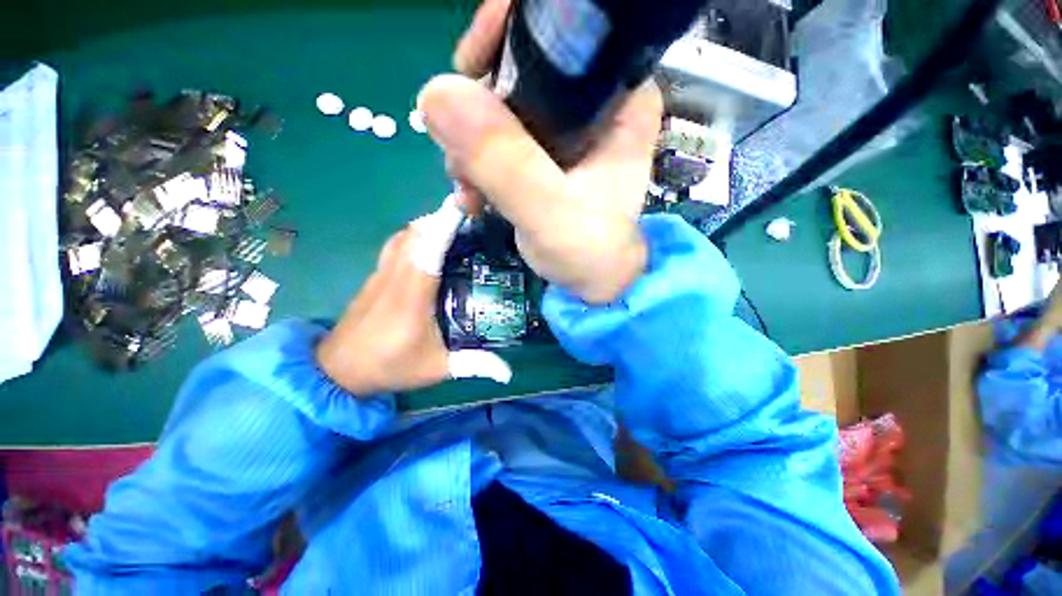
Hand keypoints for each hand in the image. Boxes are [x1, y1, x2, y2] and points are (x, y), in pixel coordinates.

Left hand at [316, 197, 510, 395]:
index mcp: (412, 296)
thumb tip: (508, 371)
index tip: (464, 205)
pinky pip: (396, 244)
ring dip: (427, 224)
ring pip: (404, 235)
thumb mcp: (436, 369)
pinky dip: (414, 235)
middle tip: (470, 217)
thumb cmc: (390, 366)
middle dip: (441, 218)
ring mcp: (381, 273)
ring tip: (453, 226)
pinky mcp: (375, 276)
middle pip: (415, 233)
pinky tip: (429, 243)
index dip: (445, 225)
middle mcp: (395, 277)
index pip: (429, 250)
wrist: (338, 370)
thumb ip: (474, 364)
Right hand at [417, 0, 662, 303]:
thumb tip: (435, 94)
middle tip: (461, 156)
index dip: (509, 31)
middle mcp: (593, 101)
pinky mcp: (543, 153)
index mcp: (618, 97)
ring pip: (500, 103)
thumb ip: (505, 162)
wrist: (592, 282)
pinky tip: (473, 194)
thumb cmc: (590, 252)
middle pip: (521, 63)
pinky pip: (497, 137)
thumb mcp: (550, 213)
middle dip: (477, 105)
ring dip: (470, 142)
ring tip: (468, 188)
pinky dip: (476, 161)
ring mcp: (564, 128)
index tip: (469, 66)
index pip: (566, 26)